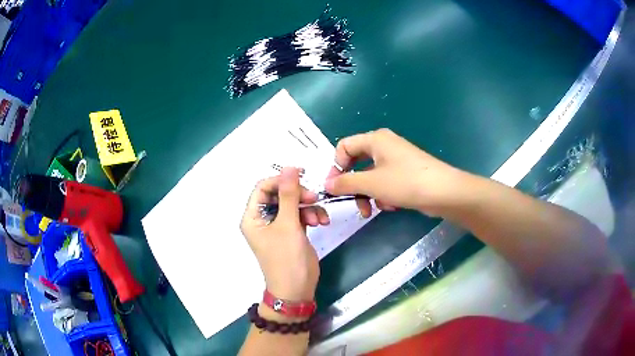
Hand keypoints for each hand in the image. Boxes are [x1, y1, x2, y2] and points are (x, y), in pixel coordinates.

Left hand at [241, 168, 328, 300]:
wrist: (297, 289)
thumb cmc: (286, 259)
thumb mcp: (288, 225)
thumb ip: (289, 195)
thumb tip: (289, 167)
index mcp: (253, 217)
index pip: (262, 188)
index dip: (280, 180)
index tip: (301, 176)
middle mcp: (263, 219)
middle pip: (279, 195)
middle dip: (298, 195)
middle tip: (313, 198)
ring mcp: (278, 226)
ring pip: (293, 204)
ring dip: (308, 207)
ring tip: (319, 218)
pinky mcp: (292, 231)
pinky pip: (301, 215)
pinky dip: (312, 215)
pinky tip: (322, 222)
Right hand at [325, 128, 468, 216]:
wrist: (443, 192)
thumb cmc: (405, 182)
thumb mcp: (371, 183)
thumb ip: (346, 183)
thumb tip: (326, 185)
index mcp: (375, 139)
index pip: (344, 147)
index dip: (336, 166)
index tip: (334, 187)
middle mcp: (385, 145)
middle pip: (357, 163)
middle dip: (353, 185)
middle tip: (352, 203)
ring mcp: (397, 159)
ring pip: (371, 176)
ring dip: (368, 194)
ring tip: (373, 209)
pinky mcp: (405, 173)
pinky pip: (385, 182)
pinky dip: (383, 194)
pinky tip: (391, 206)